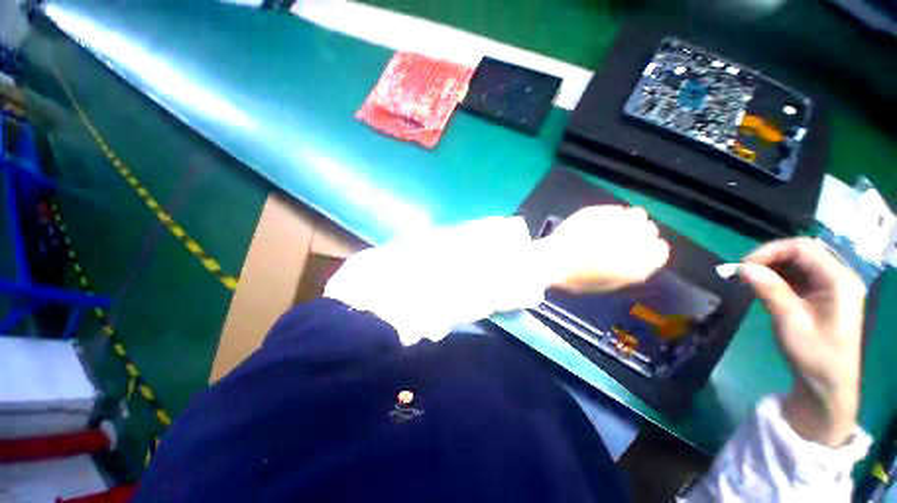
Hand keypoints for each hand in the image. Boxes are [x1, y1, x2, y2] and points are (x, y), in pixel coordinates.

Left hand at [534, 205, 669, 292]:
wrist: (550, 261)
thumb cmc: (575, 278)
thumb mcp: (607, 283)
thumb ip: (629, 272)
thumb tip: (641, 260)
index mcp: (635, 263)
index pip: (660, 251)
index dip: (652, 249)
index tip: (643, 249)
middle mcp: (630, 241)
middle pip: (650, 230)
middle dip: (641, 233)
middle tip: (625, 236)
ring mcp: (613, 223)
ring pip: (638, 214)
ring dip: (630, 220)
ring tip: (615, 225)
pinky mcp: (597, 212)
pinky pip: (615, 209)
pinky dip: (612, 214)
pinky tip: (601, 220)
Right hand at [740, 238, 865, 446]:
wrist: (828, 384)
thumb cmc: (814, 356)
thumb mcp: (790, 322)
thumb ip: (770, 291)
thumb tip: (743, 267)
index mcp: (839, 281)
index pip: (802, 248)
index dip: (770, 251)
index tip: (743, 265)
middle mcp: (840, 277)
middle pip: (802, 252)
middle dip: (769, 258)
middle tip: (743, 272)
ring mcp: (834, 285)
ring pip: (799, 262)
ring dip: (772, 267)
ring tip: (750, 280)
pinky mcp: (825, 294)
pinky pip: (800, 275)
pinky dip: (779, 276)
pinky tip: (765, 287)